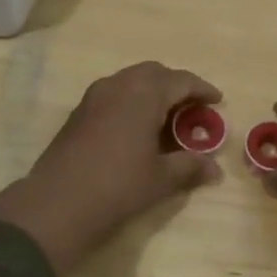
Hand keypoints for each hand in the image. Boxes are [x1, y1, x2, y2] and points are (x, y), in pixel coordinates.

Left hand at [0, 62, 222, 273]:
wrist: (58, 203)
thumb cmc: (118, 186)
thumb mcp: (161, 178)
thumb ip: (190, 166)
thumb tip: (214, 169)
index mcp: (144, 93)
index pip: (181, 80)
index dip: (202, 89)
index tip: (218, 101)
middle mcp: (119, 85)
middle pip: (154, 73)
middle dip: (176, 85)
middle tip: (192, 107)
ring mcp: (95, 96)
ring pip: (131, 80)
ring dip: (152, 91)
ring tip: (166, 117)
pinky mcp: (79, 111)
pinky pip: (114, 93)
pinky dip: (132, 100)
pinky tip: (137, 127)